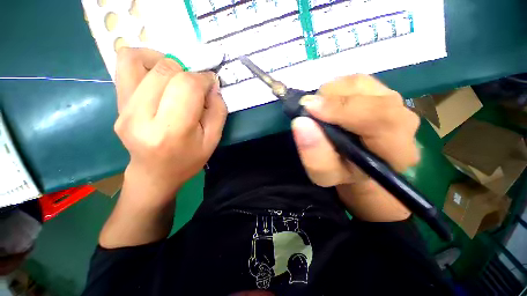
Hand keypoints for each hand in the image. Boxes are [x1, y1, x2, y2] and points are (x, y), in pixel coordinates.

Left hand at [114, 48, 226, 202]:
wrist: (155, 173)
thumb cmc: (188, 160)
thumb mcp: (213, 140)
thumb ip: (217, 110)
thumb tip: (211, 84)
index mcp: (172, 130)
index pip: (187, 86)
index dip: (203, 79)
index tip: (210, 85)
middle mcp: (140, 116)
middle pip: (166, 70)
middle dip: (188, 72)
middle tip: (195, 87)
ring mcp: (123, 109)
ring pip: (139, 60)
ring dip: (165, 62)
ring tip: (176, 78)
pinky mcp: (116, 104)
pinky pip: (125, 65)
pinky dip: (144, 60)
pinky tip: (158, 76)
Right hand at [291, 75, 419, 220]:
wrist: (355, 164)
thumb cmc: (341, 173)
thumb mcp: (324, 175)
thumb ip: (314, 155)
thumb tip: (301, 122)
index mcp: (397, 150)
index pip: (380, 117)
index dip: (342, 108)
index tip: (310, 109)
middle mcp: (403, 120)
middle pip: (368, 94)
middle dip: (330, 100)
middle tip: (310, 111)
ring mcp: (393, 100)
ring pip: (358, 83)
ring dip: (330, 95)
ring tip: (320, 113)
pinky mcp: (380, 91)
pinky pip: (353, 80)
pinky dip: (334, 90)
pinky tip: (329, 106)